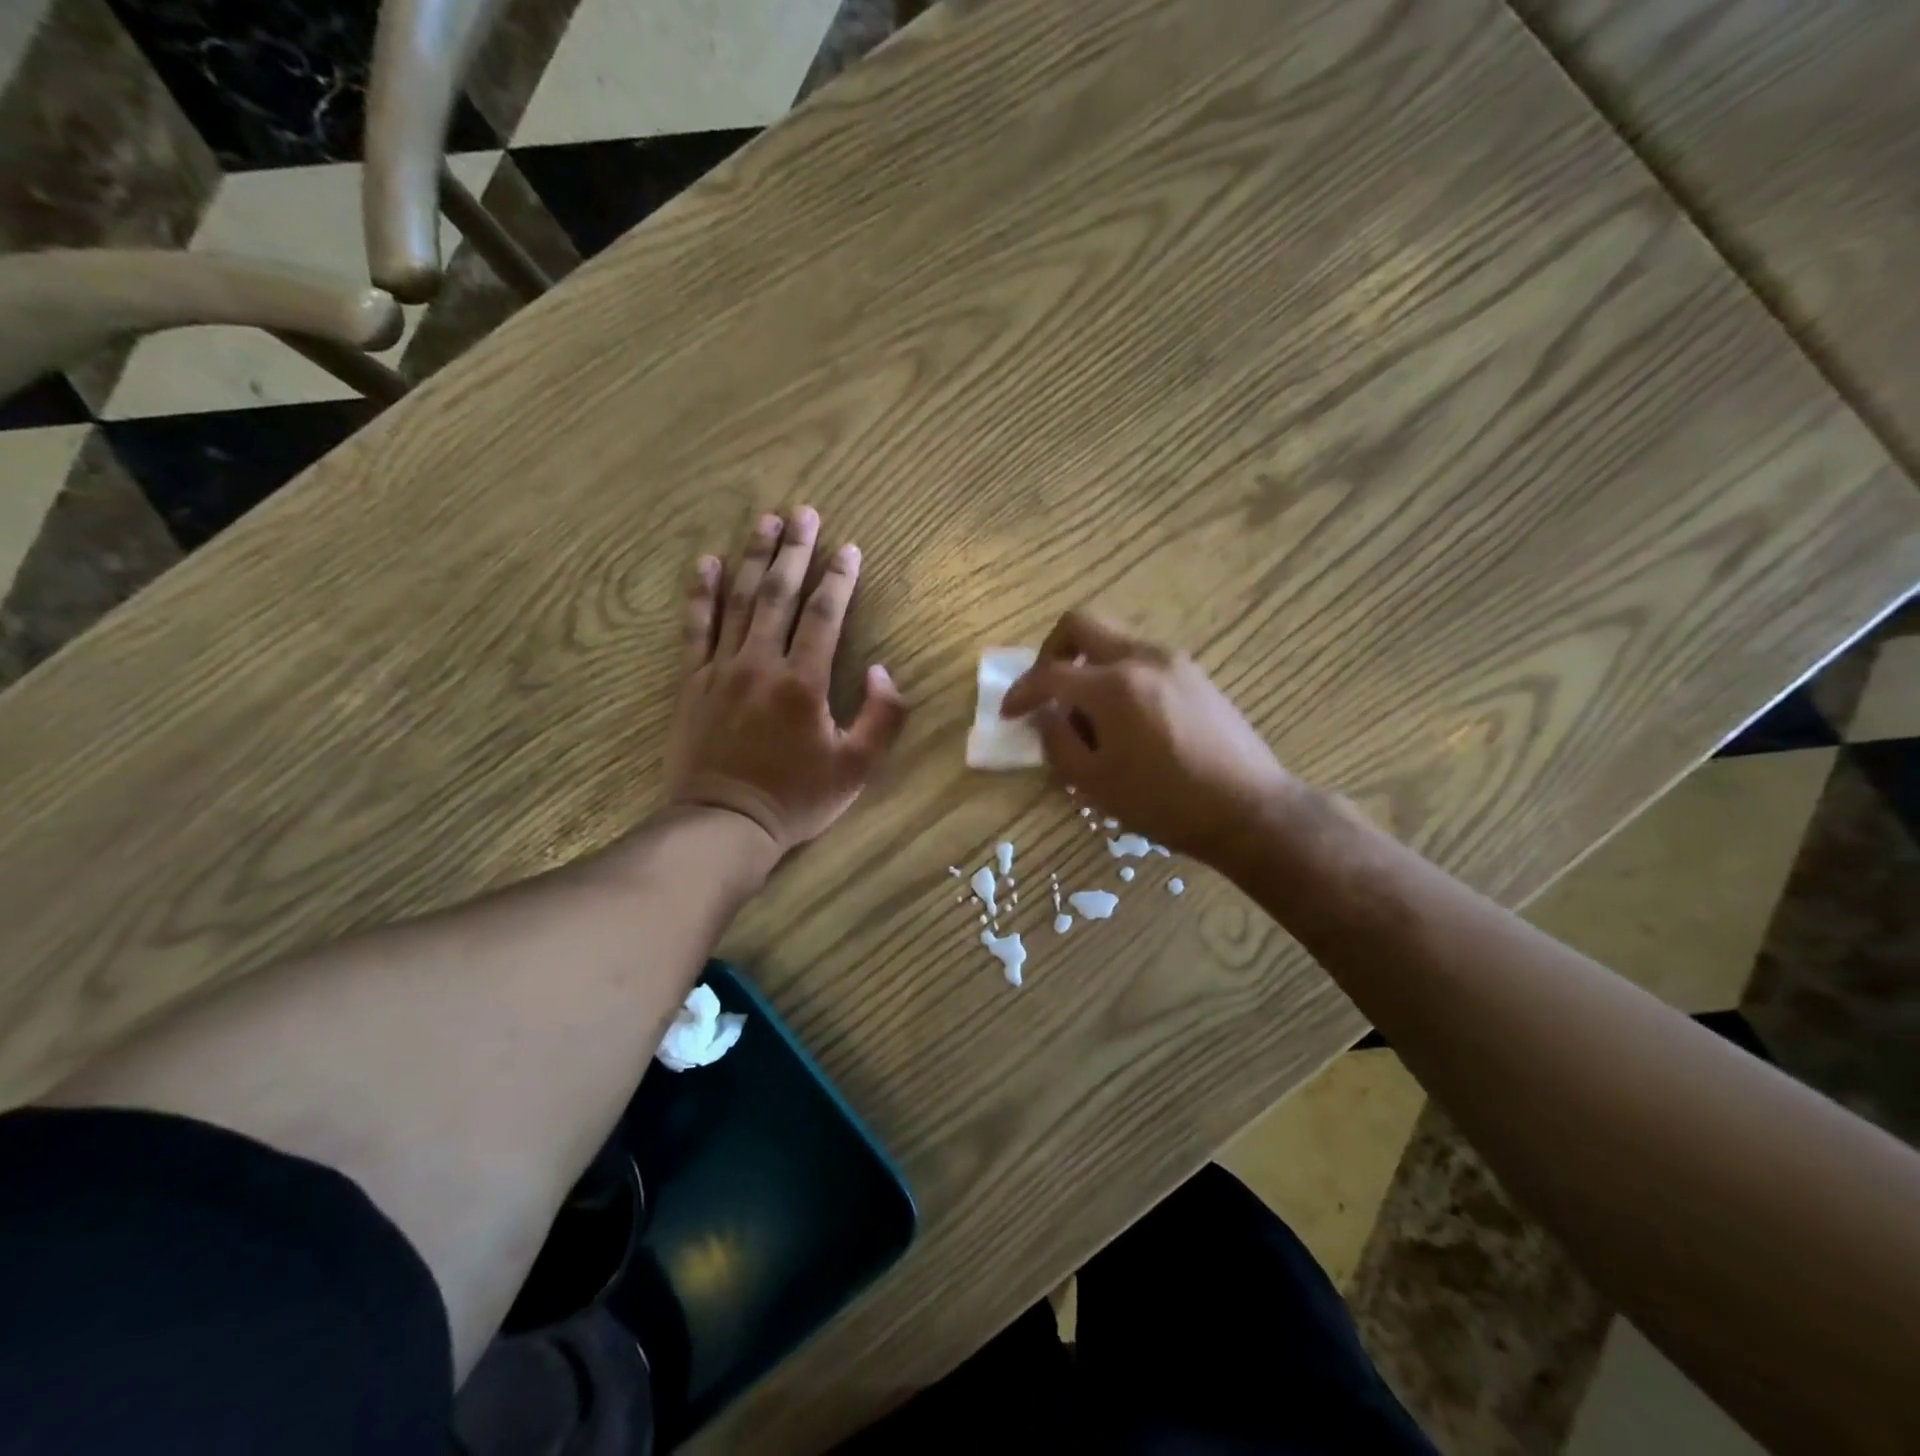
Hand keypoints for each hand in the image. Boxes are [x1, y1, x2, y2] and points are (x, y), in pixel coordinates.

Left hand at [664, 508, 907, 863]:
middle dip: (794, 551)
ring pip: (738, 601)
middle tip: (803, 513)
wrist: (724, 824)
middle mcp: (760, 664)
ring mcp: (721, 670)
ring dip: (752, 558)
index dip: (839, 579)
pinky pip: (695, 628)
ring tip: (764, 522)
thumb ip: (882, 718)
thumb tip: (882, 671)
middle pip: (778, 594)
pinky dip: (701, 594)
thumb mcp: (857, 770)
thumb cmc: (796, 799)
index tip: (849, 548)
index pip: (824, 616)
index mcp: (804, 683)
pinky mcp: (692, 683)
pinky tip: (706, 564)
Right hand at [1000, 610, 1296, 864]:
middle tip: (1046, 689)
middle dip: (1052, 652)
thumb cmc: (1165, 803)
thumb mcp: (1095, 784)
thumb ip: (1058, 743)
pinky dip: (1117, 674)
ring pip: (1113, 640)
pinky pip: (1141, 658)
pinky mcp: (1195, 674)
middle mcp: (1142, 658)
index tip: (1009, 712)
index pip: (1050, 674)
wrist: (1249, 809)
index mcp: (1113, 686)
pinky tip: (1124, 717)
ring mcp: (1173, 661)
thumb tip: (1047, 716)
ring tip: (1087, 714)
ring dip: (1088, 664)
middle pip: (1081, 624)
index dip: (1021, 692)